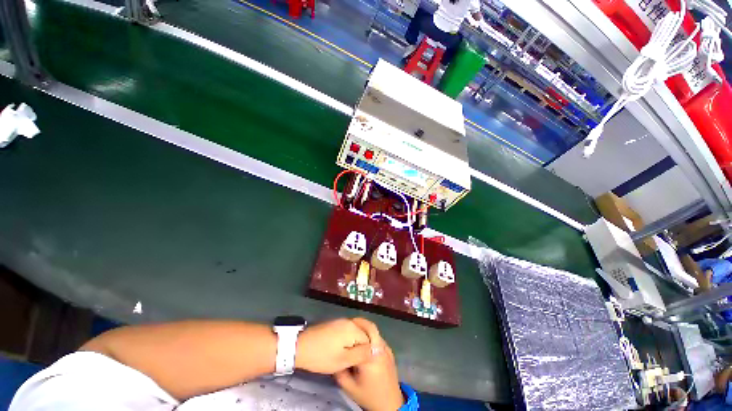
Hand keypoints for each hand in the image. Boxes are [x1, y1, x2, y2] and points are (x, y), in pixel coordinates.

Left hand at [295, 318, 374, 373]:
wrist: (300, 347)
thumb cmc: (322, 356)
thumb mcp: (343, 360)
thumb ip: (361, 354)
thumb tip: (376, 350)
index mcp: (352, 328)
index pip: (369, 338)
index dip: (367, 352)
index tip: (360, 362)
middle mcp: (348, 321)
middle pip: (363, 332)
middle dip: (361, 346)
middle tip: (354, 360)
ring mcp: (340, 321)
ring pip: (355, 332)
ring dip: (355, 343)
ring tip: (348, 357)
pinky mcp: (334, 323)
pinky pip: (348, 330)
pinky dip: (348, 340)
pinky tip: (342, 350)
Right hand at [334, 320, 403, 410]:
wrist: (390, 404)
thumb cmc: (368, 395)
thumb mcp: (349, 386)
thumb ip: (339, 370)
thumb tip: (336, 354)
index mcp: (370, 355)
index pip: (361, 333)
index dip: (352, 326)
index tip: (343, 326)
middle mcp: (380, 348)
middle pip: (370, 327)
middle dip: (359, 323)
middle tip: (349, 325)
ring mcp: (387, 348)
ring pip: (375, 332)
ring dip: (365, 329)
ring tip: (354, 333)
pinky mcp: (390, 351)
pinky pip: (378, 338)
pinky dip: (371, 336)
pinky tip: (363, 343)